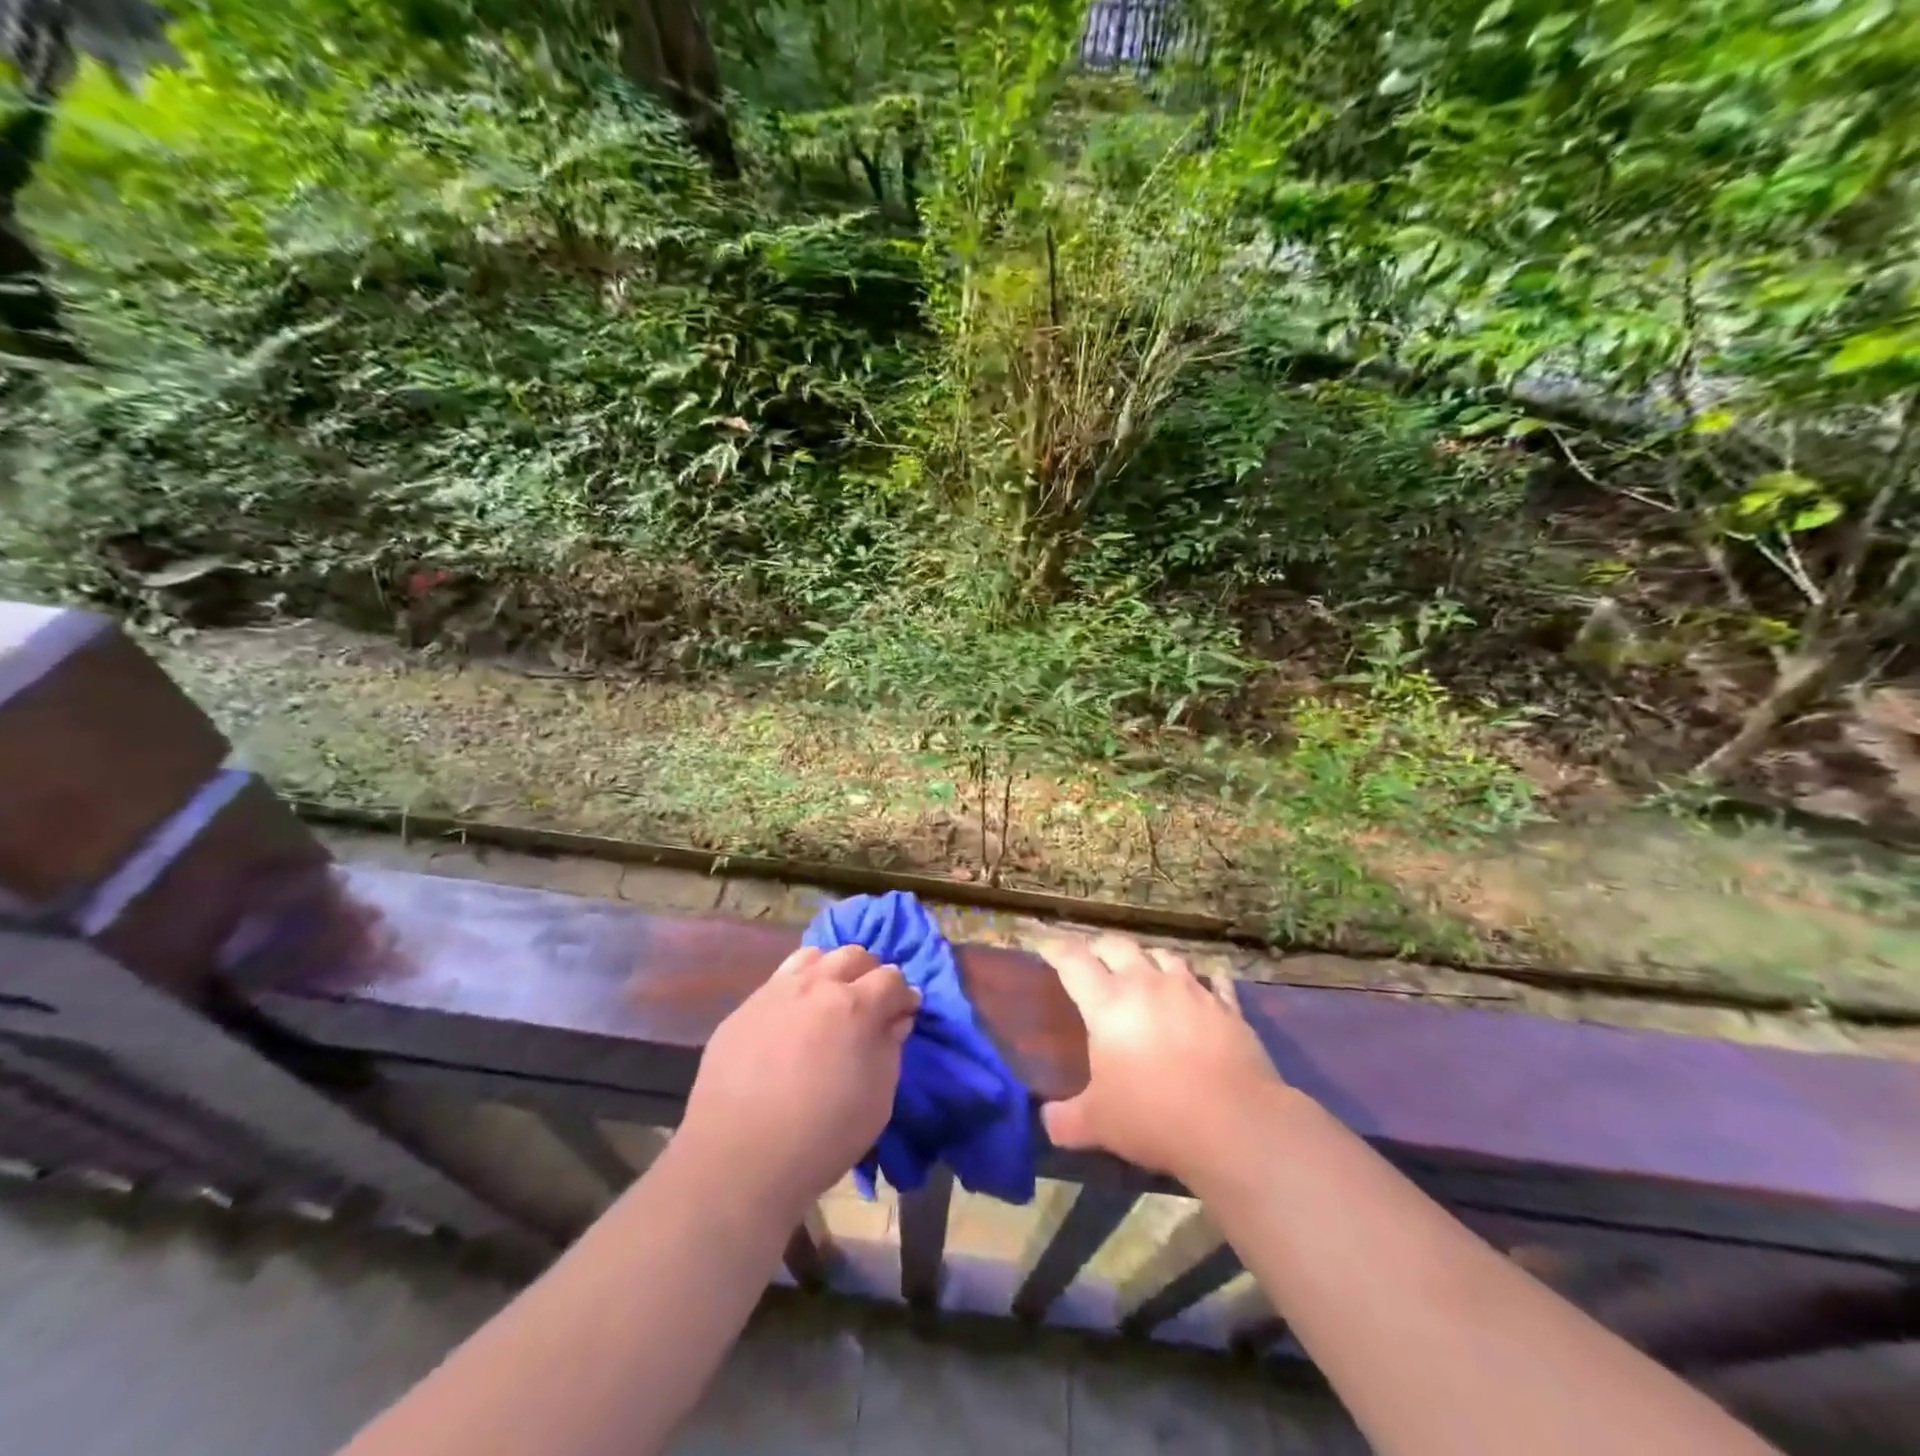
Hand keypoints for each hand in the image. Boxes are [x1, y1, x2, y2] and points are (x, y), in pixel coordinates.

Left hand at [679, 945, 918, 1218]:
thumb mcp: (877, 1100)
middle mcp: (816, 985)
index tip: (904, 1014)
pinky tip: (793, 1019)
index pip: (892, 978)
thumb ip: (890, 1049)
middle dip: (870, 974)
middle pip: (854, 955)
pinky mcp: (745, 1007)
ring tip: (830, 1002)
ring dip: (832, 971)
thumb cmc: (822, 1135)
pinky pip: (779, 980)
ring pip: (814, 956)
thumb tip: (895, 1020)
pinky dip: (798, 987)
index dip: (903, 996)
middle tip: (869, 1006)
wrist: (738, 1159)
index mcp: (855, 1005)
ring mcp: (775, 991)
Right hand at [1039, 935, 1286, 1183]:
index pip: (1073, 960)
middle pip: (1117, 945)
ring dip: (1149, 960)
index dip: (1055, 949)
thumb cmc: (1154, 1117)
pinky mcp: (1227, 1006)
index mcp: (1108, 1003)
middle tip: (1093, 959)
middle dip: (1100, 947)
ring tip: (1145, 972)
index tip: (1046, 947)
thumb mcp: (1098, 1124)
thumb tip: (1047, 1121)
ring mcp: (1191, 990)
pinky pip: (1213, 980)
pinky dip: (1203, 980)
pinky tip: (1204, 988)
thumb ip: (1066, 1119)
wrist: (1235, 1124)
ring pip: (1164, 955)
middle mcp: (1146, 984)